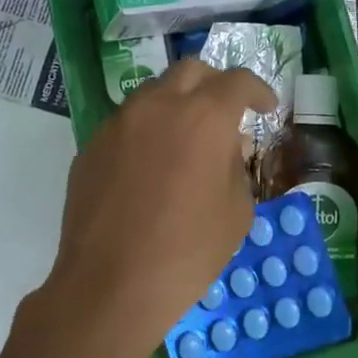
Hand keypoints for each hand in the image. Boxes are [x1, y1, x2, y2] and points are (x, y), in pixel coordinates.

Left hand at [21, 57, 275, 357]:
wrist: (110, 286)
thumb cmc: (188, 251)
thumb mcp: (237, 211)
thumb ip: (237, 165)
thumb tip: (228, 146)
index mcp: (203, 117)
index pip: (237, 82)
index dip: (258, 91)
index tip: (266, 108)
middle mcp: (158, 106)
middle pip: (191, 71)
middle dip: (215, 84)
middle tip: (226, 112)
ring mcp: (118, 123)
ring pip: (153, 94)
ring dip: (177, 105)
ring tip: (186, 140)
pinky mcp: (91, 146)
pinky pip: (127, 125)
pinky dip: (147, 132)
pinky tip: (151, 168)